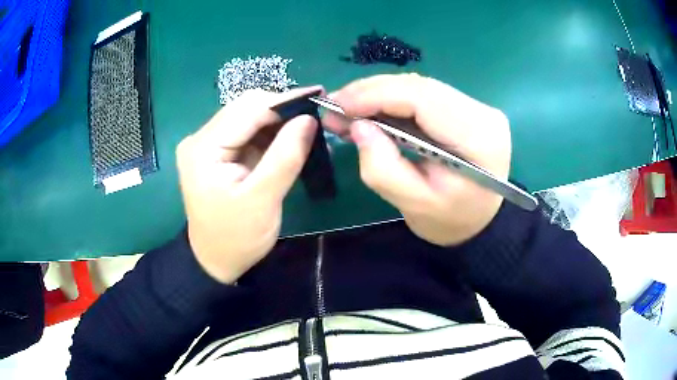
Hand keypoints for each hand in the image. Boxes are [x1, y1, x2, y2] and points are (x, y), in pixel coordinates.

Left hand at [176, 87, 321, 282]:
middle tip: (316, 113)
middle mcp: (200, 139)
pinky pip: (246, 132)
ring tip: (307, 124)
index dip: (284, 100)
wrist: (215, 260)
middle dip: (282, 109)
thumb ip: (285, 157)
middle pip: (245, 108)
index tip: (319, 97)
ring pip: (248, 118)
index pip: (247, 109)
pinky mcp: (216, 152)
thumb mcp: (263, 200)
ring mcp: (206, 144)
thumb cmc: (236, 238)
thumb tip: (309, 119)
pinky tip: (289, 137)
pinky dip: (269, 133)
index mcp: (204, 148)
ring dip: (277, 120)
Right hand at [323, 74, 510, 245]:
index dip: (376, 95)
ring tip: (347, 110)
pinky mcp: (467, 107)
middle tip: (335, 107)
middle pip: (419, 87)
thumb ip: (383, 168)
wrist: (480, 220)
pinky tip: (371, 111)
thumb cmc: (451, 220)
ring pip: (419, 87)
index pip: (423, 99)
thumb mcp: (415, 205)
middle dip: (371, 92)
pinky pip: (424, 95)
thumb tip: (358, 126)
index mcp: (478, 137)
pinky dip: (393, 100)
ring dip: (379, 95)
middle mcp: (483, 113)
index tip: (338, 105)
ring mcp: (477, 106)